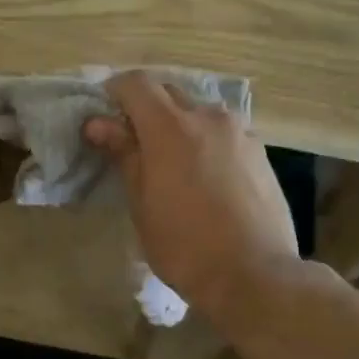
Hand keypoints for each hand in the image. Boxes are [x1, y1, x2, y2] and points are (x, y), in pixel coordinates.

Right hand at [85, 73, 299, 329]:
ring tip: (171, 162)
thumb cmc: (184, 245)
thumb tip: (98, 123)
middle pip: (169, 92)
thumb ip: (124, 154)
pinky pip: (223, 132)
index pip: (136, 84)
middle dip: (146, 108)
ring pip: (199, 112)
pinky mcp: (260, 152)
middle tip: (132, 144)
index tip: (104, 119)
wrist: (254, 274)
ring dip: (179, 124)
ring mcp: (240, 132)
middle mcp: (208, 117)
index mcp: (171, 127)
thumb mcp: (142, 203)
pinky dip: (205, 141)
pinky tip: (204, 176)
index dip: (114, 93)